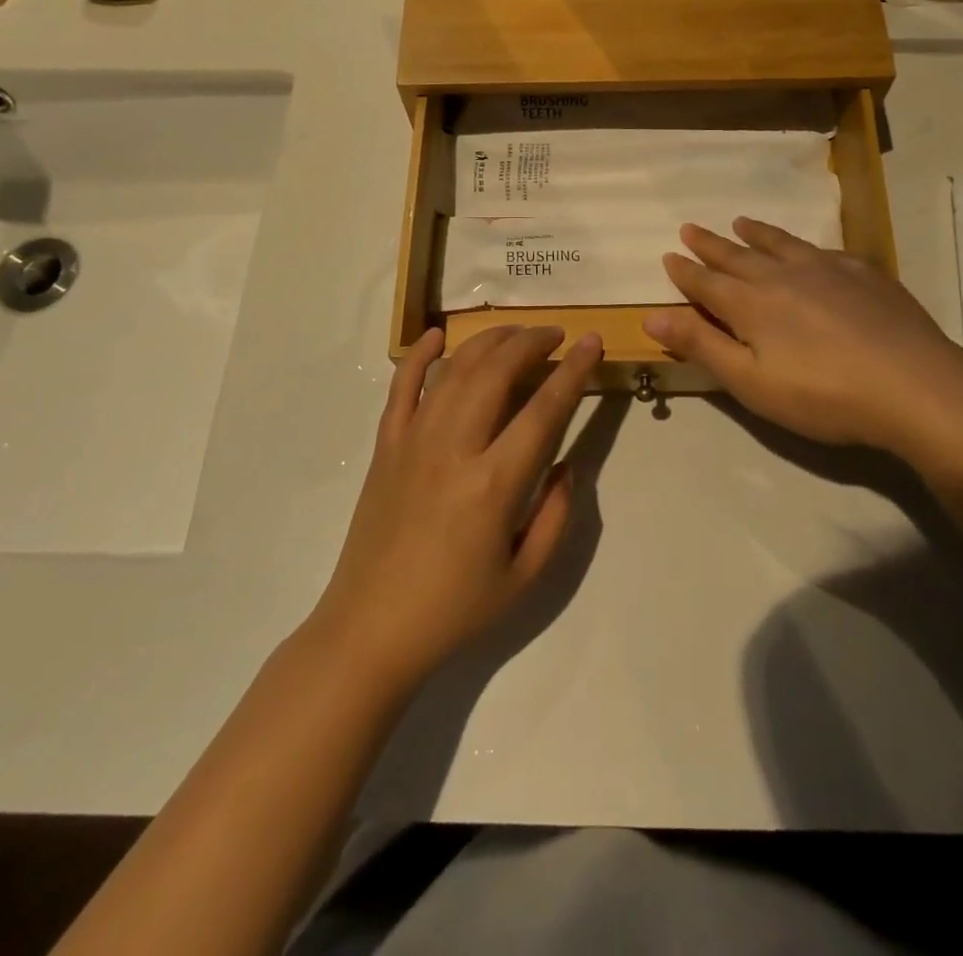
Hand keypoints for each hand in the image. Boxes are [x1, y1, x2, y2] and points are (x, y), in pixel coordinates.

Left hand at [311, 325, 602, 691]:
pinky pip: (401, 387)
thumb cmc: (455, 610)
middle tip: (555, 335)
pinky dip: (419, 355)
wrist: (370, 630)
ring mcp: (413, 441)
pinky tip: (436, 335)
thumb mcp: (526, 577)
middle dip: (531, 342)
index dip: (574, 370)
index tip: (592, 341)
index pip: (544, 409)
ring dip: (488, 341)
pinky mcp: (385, 446)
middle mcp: (454, 448)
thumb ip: (556, 515)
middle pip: (496, 371)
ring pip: (454, 369)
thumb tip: (566, 465)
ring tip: (515, 334)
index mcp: (494, 484)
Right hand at [643, 218, 962, 472]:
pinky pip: (822, 250)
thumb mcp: (750, 382)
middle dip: (710, 244)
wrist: (913, 386)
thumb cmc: (822, 395)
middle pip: (737, 255)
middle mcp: (783, 276)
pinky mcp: (864, 273)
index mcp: (750, 303)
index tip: (669, 255)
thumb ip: (701, 345)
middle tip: (690, 228)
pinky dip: (803, 245)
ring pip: (780, 243)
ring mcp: (826, 269)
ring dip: (755, 233)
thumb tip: (651, 317)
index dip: (685, 271)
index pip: (706, 282)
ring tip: (740, 221)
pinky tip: (809, 249)